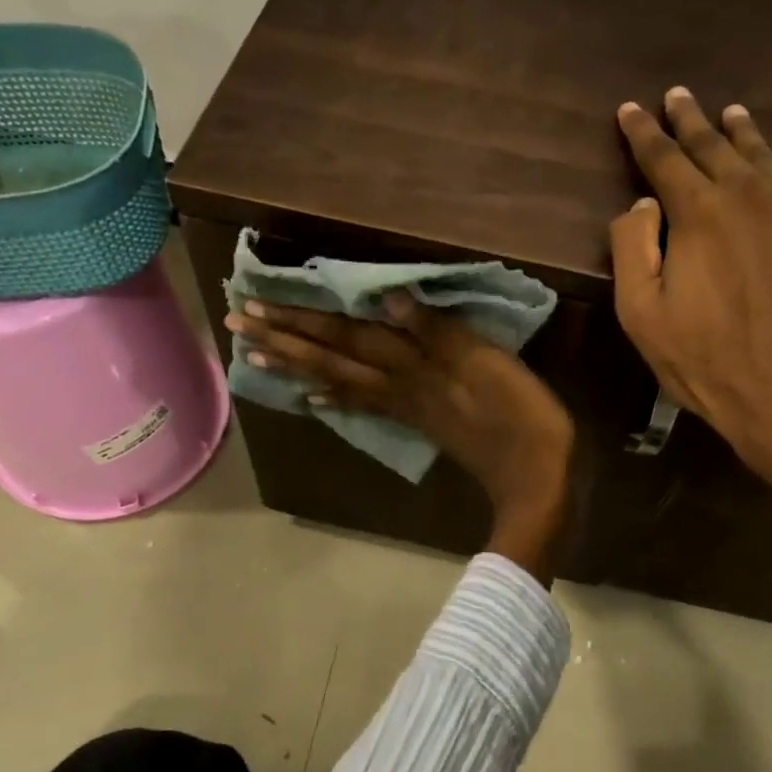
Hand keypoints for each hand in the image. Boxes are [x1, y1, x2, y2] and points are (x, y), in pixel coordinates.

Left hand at [225, 294, 574, 581]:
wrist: (533, 474)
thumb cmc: (520, 412)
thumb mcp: (485, 362)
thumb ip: (436, 330)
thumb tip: (388, 297)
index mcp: (413, 365)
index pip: (348, 335)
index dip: (303, 318)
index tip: (257, 305)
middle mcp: (398, 385)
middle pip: (332, 358)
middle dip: (284, 339)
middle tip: (238, 324)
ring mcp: (405, 406)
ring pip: (339, 382)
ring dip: (297, 367)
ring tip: (256, 356)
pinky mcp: (417, 421)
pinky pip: (364, 407)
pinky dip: (334, 401)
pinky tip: (310, 401)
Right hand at [610, 87, 771, 529]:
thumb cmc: (706, 362)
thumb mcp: (642, 316)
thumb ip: (632, 250)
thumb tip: (641, 206)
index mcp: (700, 215)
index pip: (664, 160)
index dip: (643, 134)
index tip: (630, 110)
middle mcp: (751, 197)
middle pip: (715, 147)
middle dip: (690, 120)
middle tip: (677, 96)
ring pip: (765, 156)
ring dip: (741, 133)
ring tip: (728, 113)